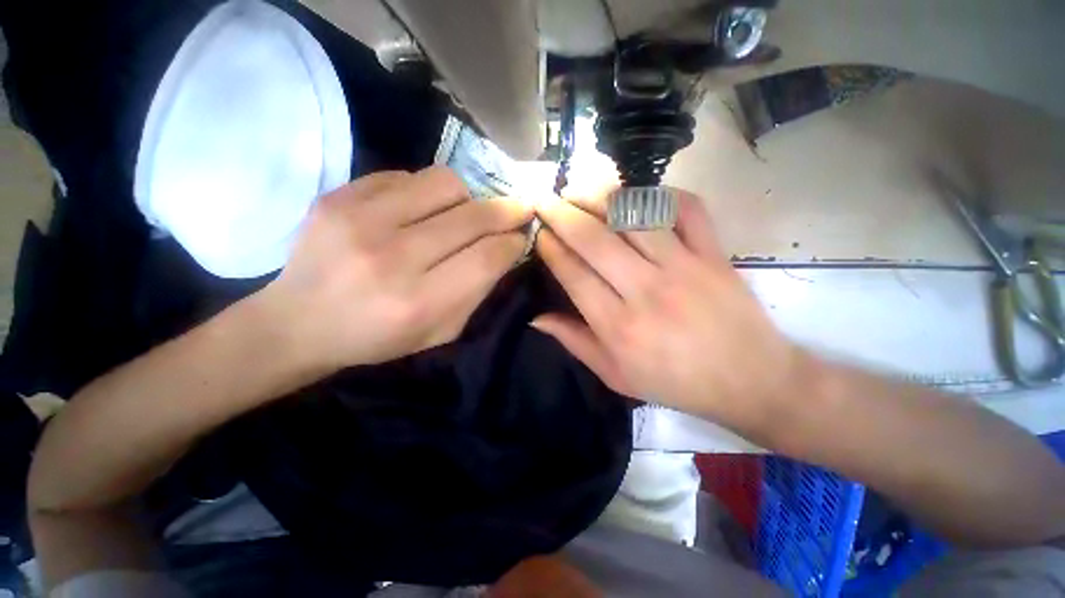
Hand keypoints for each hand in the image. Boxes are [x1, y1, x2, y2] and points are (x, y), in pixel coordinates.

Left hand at [262, 167, 532, 370]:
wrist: (298, 321)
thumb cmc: (378, 337)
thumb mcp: (441, 332)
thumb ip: (478, 291)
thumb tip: (505, 248)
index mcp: (419, 301)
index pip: (488, 256)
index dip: (514, 242)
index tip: (522, 236)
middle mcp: (392, 256)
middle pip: (473, 216)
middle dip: (506, 211)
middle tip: (516, 212)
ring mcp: (360, 219)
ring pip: (445, 182)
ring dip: (467, 197)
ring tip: (461, 213)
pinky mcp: (338, 195)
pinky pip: (406, 175)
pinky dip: (426, 192)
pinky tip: (419, 210)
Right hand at [532, 190, 807, 434]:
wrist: (749, 381)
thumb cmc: (674, 383)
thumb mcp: (615, 375)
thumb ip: (574, 342)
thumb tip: (535, 317)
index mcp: (618, 326)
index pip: (573, 274)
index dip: (551, 248)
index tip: (539, 232)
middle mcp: (646, 291)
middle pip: (594, 239)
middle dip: (562, 214)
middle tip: (545, 200)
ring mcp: (684, 267)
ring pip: (634, 216)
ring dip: (601, 197)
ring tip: (580, 190)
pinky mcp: (714, 254)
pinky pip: (687, 209)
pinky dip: (662, 194)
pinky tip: (639, 194)